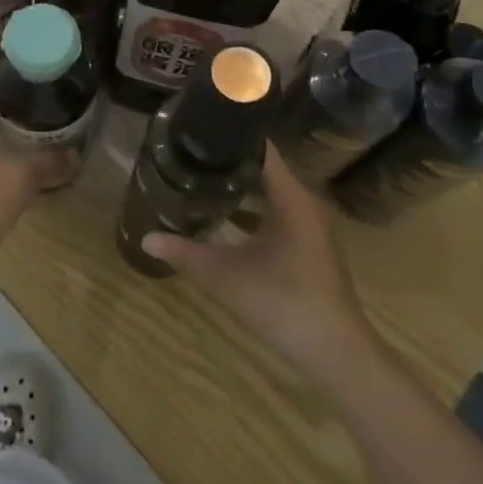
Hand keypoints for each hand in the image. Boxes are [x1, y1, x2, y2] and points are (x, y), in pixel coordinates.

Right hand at [144, 147, 372, 383]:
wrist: (336, 353)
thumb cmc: (283, 304)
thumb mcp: (226, 277)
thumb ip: (185, 254)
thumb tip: (146, 238)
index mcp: (291, 197)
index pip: (260, 148)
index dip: (230, 136)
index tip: (198, 130)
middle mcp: (305, 201)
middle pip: (263, 167)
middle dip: (228, 160)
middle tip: (191, 154)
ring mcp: (311, 223)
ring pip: (271, 190)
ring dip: (240, 186)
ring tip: (201, 178)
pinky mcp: (310, 242)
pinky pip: (278, 210)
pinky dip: (253, 208)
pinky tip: (225, 216)